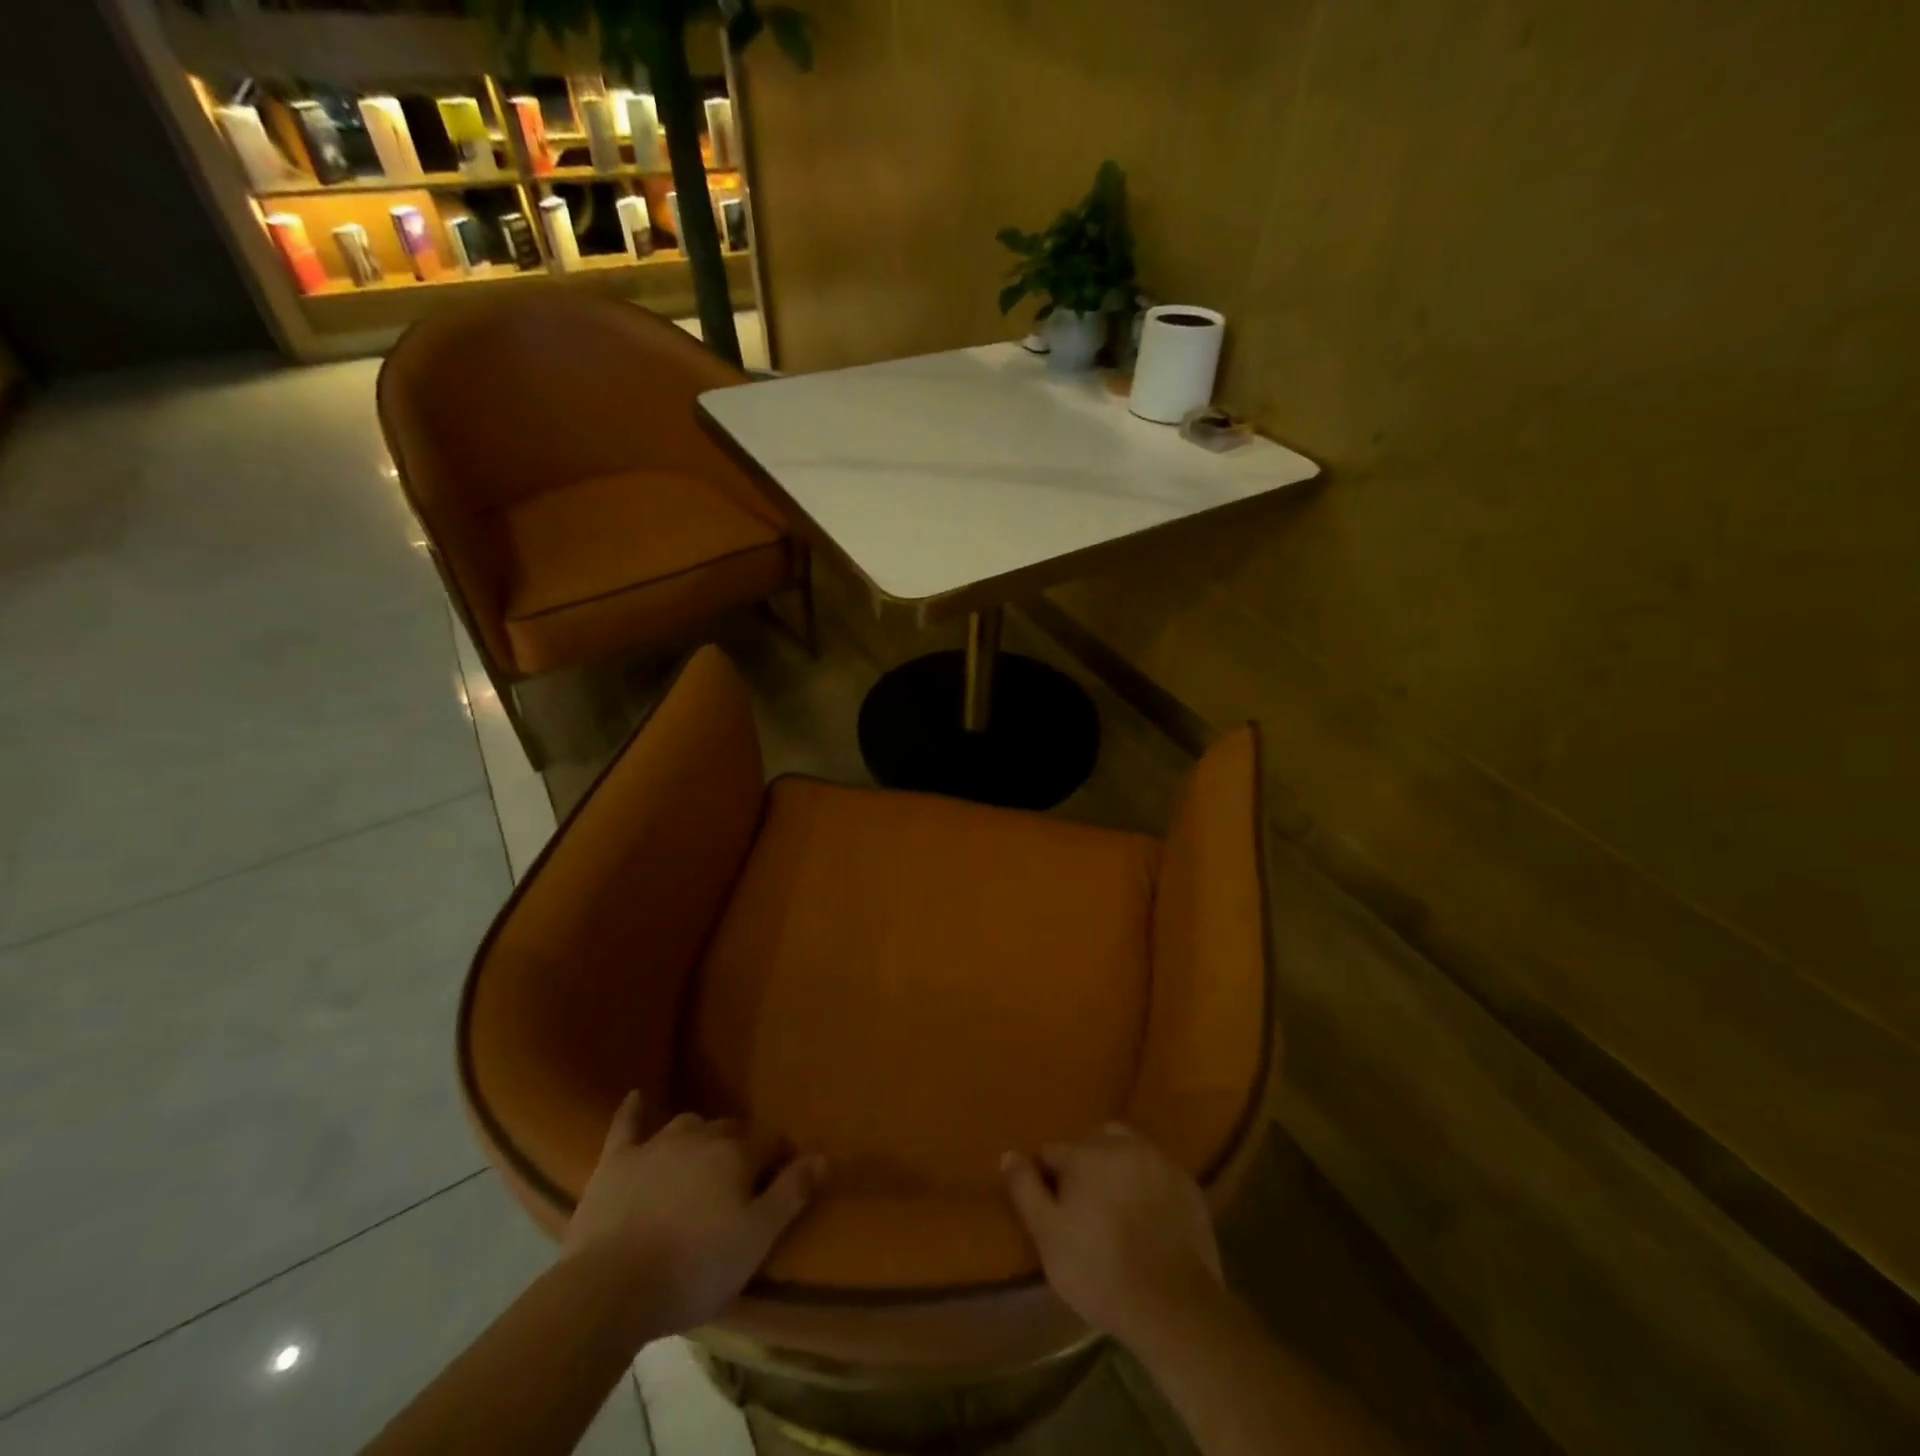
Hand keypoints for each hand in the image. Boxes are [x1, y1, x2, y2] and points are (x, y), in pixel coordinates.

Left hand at [562, 1092, 825, 1334]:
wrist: (610, 1288)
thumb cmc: (695, 1267)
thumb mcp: (757, 1238)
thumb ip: (792, 1193)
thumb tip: (823, 1155)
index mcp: (737, 1154)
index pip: (771, 1142)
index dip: (779, 1159)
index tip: (782, 1180)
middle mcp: (701, 1137)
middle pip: (729, 1130)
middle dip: (739, 1147)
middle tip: (739, 1180)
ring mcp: (655, 1145)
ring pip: (687, 1125)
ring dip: (698, 1136)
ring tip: (700, 1157)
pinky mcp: (616, 1161)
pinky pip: (627, 1125)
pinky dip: (634, 1110)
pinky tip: (636, 1096)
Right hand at [1002, 1123, 1224, 1350]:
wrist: (1175, 1305)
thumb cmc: (1100, 1271)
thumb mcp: (1048, 1235)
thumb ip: (1025, 1189)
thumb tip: (1009, 1154)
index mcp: (1085, 1152)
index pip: (1052, 1152)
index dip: (1047, 1179)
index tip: (1052, 1211)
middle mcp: (1122, 1144)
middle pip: (1090, 1143)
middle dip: (1082, 1166)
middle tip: (1084, 1209)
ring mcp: (1158, 1160)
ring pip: (1126, 1150)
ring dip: (1116, 1168)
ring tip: (1116, 1208)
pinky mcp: (1187, 1184)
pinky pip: (1155, 1172)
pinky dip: (1146, 1185)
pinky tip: (1146, 1217)